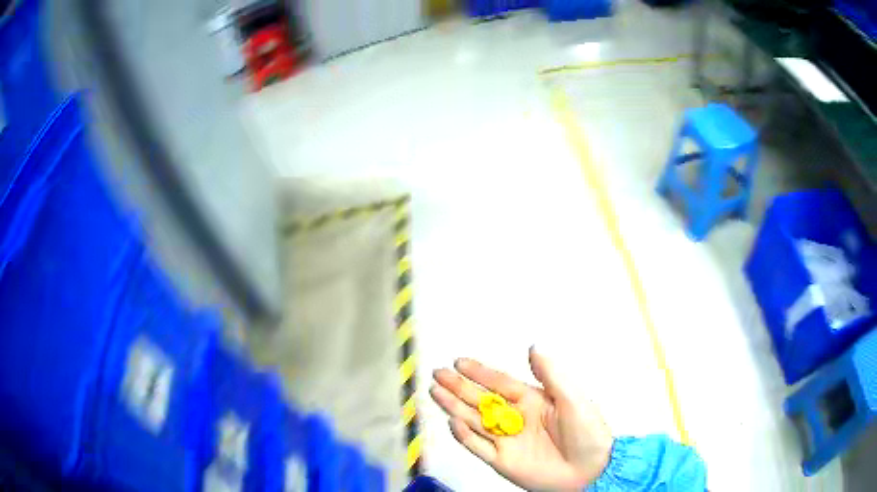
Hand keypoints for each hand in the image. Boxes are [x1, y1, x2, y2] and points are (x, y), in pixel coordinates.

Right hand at [431, 347, 612, 491]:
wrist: (590, 471)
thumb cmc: (588, 434)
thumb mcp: (573, 399)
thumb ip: (552, 376)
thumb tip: (534, 348)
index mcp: (532, 401)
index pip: (500, 383)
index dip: (480, 372)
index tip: (460, 362)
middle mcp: (516, 419)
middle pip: (480, 400)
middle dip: (459, 386)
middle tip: (439, 373)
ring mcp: (507, 441)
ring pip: (474, 421)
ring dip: (455, 407)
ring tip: (436, 392)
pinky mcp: (502, 461)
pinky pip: (478, 447)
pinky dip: (464, 436)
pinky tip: (453, 422)